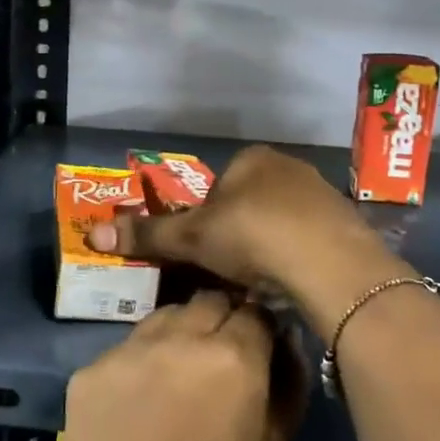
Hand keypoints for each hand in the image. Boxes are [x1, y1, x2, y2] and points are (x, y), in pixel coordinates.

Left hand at [51, 291, 303, 440]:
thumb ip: (287, 387)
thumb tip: (285, 342)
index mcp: (232, 359)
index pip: (256, 311)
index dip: (262, 330)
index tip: (261, 351)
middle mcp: (178, 338)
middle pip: (209, 301)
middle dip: (223, 321)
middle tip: (222, 364)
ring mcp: (126, 351)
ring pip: (165, 316)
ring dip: (181, 334)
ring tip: (180, 381)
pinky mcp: (88, 370)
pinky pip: (127, 348)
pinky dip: (141, 363)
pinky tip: (140, 406)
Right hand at [87, 145, 409, 337]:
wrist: (329, 262)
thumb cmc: (251, 236)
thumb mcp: (191, 238)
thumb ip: (147, 234)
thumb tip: (93, 233)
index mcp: (251, 159)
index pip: (217, 188)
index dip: (206, 221)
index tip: (207, 253)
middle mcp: (288, 166)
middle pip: (250, 202)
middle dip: (239, 233)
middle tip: (232, 270)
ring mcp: (322, 192)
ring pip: (281, 221)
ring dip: (269, 245)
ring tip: (264, 281)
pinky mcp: (346, 222)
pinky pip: (310, 238)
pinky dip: (298, 256)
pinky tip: (294, 281)